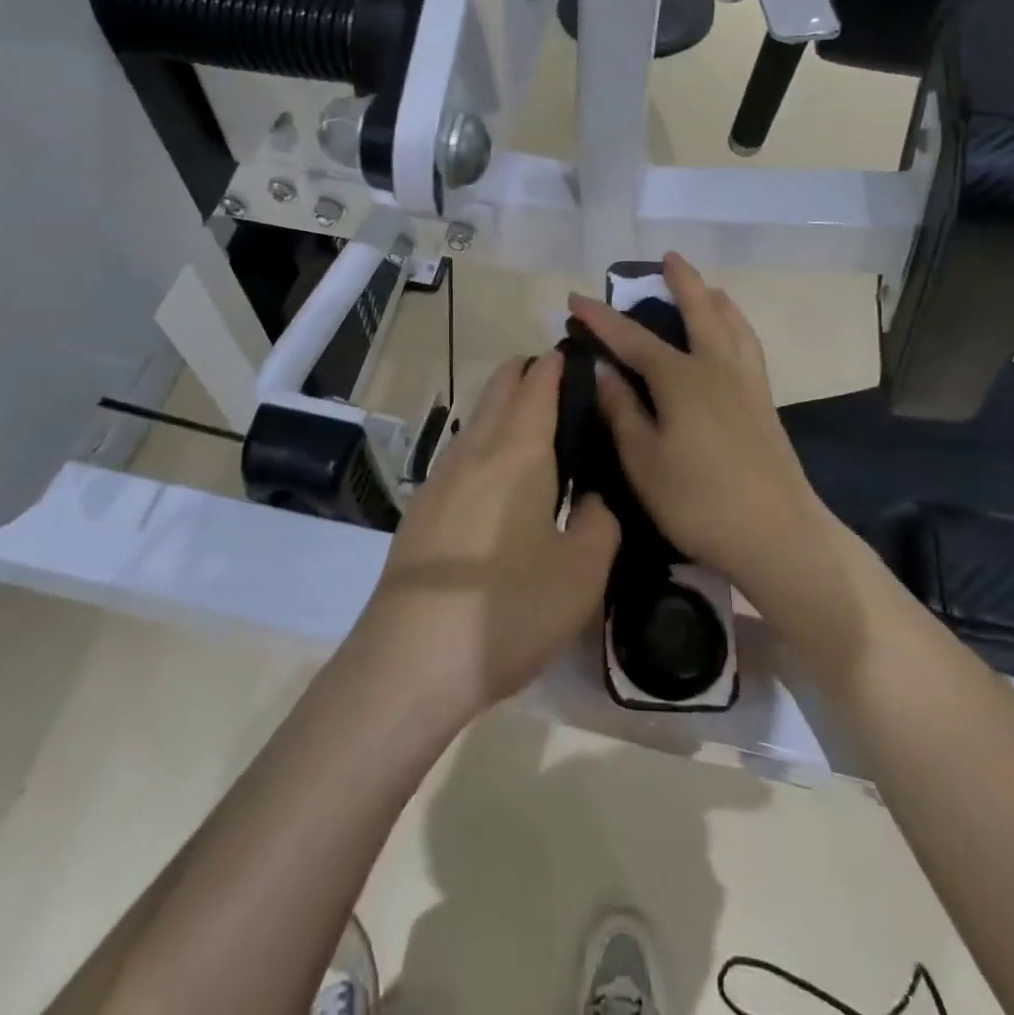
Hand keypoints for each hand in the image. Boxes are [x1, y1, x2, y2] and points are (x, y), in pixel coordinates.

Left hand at [358, 353, 619, 731]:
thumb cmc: (509, 609)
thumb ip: (602, 521)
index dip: (559, 364)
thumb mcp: (583, 572)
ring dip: (504, 408)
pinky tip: (498, 480)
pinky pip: (461, 455)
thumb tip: (594, 498)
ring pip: (477, 420)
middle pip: (500, 388)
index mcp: (518, 453)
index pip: (539, 384)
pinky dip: (486, 444)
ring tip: (536, 428)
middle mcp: (475, 451)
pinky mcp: (421, 508)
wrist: (411, 658)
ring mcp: (441, 478)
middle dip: (528, 373)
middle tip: (564, 385)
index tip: (581, 356)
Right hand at [568, 254, 833, 610]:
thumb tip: (604, 369)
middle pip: (699, 311)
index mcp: (681, 379)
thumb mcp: (643, 461)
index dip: (601, 317)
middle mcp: (716, 368)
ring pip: (732, 324)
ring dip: (715, 298)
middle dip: (681, 281)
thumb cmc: (698, 500)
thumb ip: (622, 410)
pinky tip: (735, 334)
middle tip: (668, 257)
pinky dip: (738, 324)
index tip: (574, 297)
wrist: (777, 533)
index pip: (632, 338)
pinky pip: (749, 344)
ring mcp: (746, 383)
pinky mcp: (765, 402)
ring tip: (707, 287)